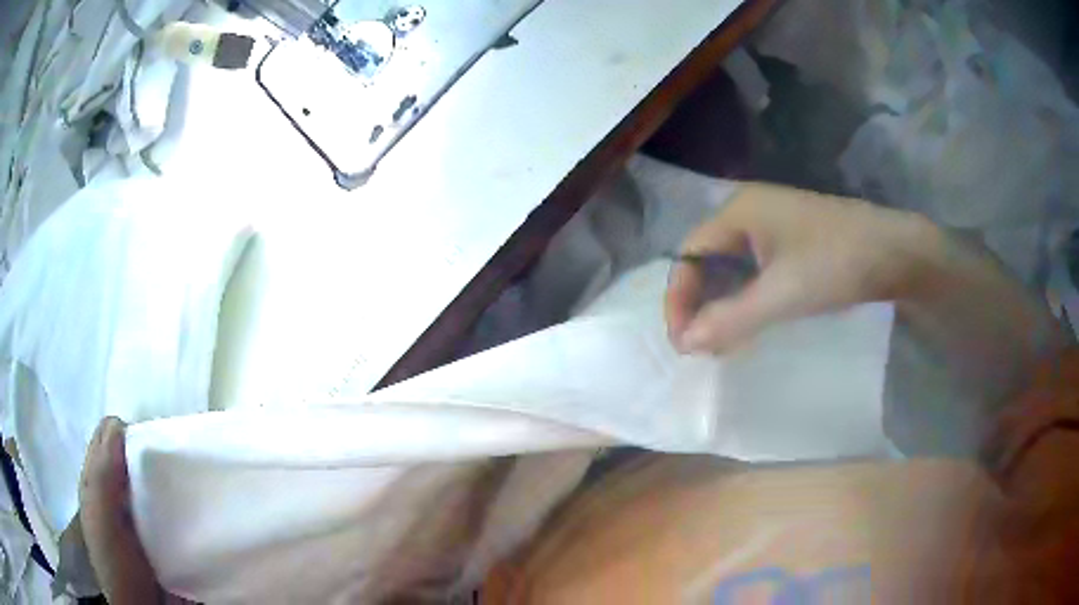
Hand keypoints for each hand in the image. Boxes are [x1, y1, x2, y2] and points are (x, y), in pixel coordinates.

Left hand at [80, 417, 188, 603]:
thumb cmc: (117, 565)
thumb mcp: (101, 517)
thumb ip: (103, 472)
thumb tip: (120, 424)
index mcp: (96, 480)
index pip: (109, 435)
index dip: (128, 433)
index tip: (152, 448)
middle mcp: (115, 491)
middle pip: (132, 455)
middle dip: (152, 455)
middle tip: (173, 468)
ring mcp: (138, 514)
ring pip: (153, 480)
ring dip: (168, 480)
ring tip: (188, 487)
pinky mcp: (162, 535)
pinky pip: (171, 507)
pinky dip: (181, 504)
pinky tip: (192, 510)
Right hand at [665, 183, 937, 352]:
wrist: (898, 252)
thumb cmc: (838, 263)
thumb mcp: (782, 294)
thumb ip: (730, 319)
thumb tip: (685, 344)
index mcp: (739, 211)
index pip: (689, 254)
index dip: (679, 298)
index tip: (683, 341)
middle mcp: (750, 210)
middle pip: (707, 258)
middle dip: (699, 302)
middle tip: (701, 346)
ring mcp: (774, 224)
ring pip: (732, 266)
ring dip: (723, 303)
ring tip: (723, 342)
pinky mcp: (794, 240)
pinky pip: (756, 269)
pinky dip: (747, 297)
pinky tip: (752, 322)